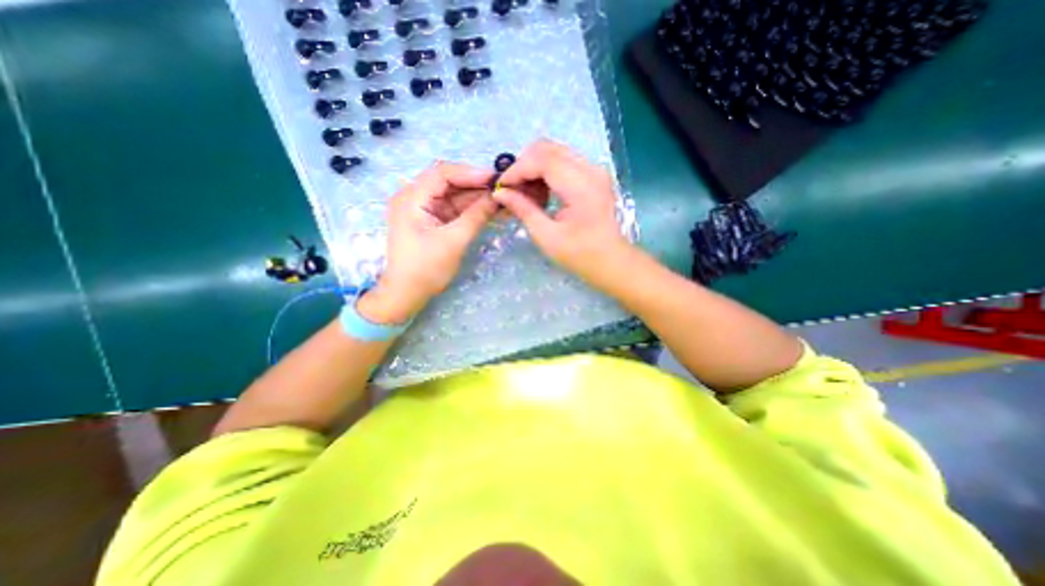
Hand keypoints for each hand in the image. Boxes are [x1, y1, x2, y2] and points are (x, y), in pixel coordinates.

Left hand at [363, 163, 499, 322]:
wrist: (407, 294)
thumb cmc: (425, 269)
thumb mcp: (453, 242)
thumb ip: (476, 216)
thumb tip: (498, 197)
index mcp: (411, 198)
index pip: (443, 173)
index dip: (471, 173)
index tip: (496, 179)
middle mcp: (415, 197)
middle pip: (449, 182)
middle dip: (476, 185)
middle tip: (503, 189)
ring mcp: (424, 209)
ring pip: (454, 195)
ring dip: (477, 197)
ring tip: (502, 198)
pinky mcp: (432, 220)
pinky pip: (454, 208)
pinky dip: (471, 209)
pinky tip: (490, 209)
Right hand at [494, 141, 631, 288]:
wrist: (611, 261)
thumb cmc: (580, 255)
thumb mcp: (547, 236)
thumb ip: (524, 210)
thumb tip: (500, 193)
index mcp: (581, 186)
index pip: (542, 160)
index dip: (517, 169)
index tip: (501, 186)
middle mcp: (590, 169)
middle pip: (548, 148)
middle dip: (524, 165)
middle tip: (512, 189)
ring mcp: (595, 169)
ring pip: (555, 151)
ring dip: (535, 167)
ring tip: (526, 192)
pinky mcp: (594, 174)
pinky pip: (564, 160)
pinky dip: (547, 170)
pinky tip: (542, 191)